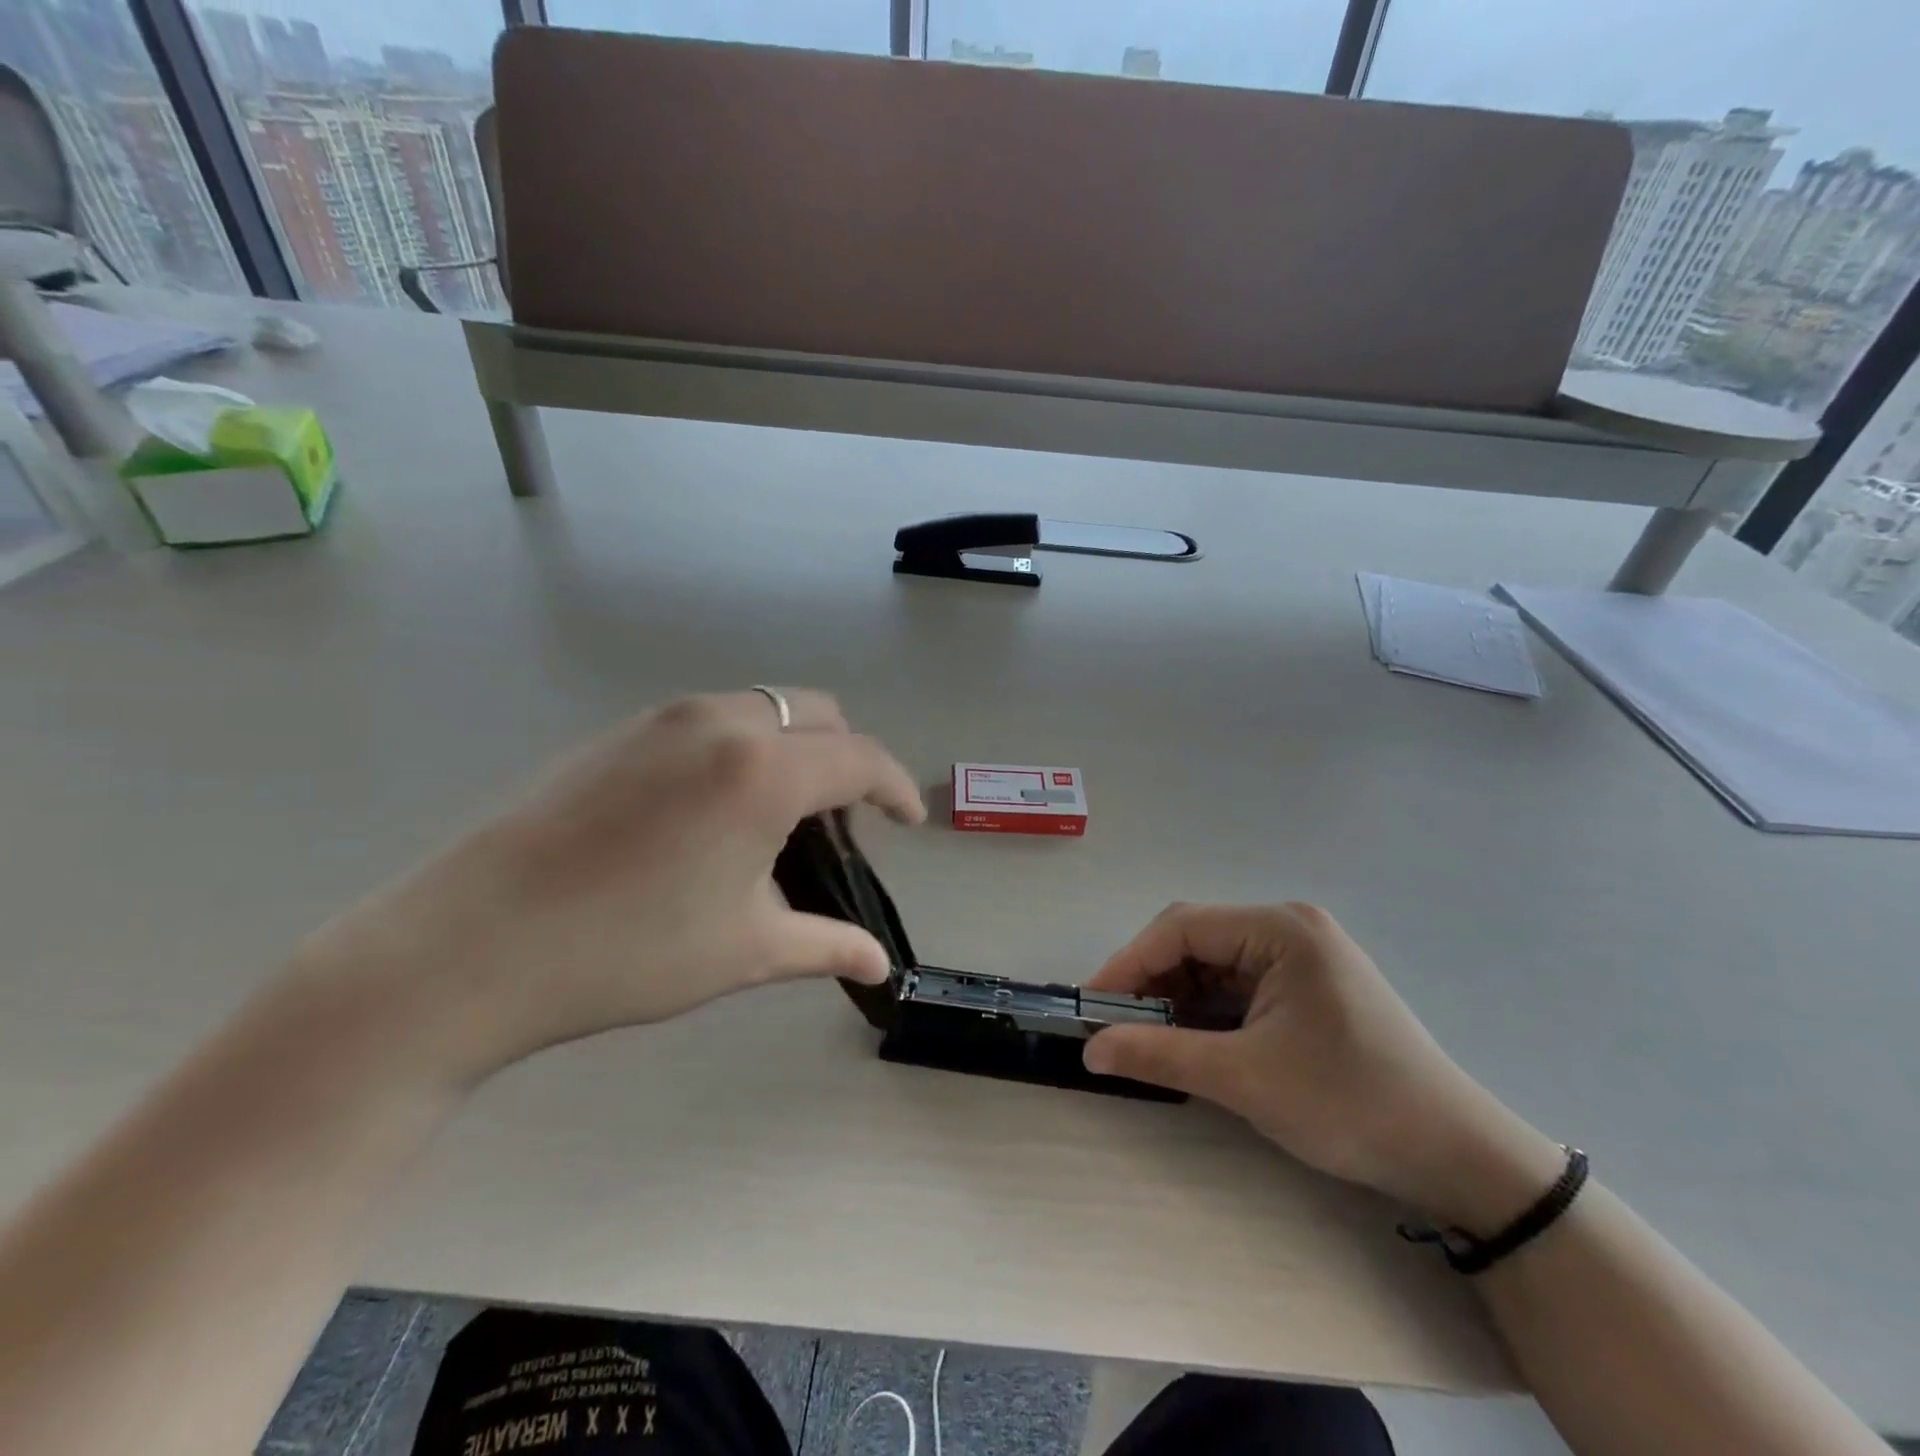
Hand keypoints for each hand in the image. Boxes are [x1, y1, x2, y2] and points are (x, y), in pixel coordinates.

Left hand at [293, 689, 924, 1084]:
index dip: (896, 787)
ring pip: (763, 709)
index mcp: (763, 770)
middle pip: (817, 714)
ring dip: (793, 748)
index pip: (859, 758)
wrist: (469, 946)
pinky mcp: (621, 731)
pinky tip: (716, 809)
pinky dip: (743, 747)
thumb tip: (879, 965)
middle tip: (842, 822)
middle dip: (846, 759)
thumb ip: (826, 946)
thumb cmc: (628, 952)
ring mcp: (664, 719)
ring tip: (779, 815)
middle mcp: (721, 723)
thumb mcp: (745, 951)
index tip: (909, 821)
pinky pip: (712, 720)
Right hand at [1082, 903, 1563, 1233]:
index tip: (1092, 1006)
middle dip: (1153, 983)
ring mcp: (1302, 956)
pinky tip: (1193, 1041)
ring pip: (1215, 965)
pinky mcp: (1308, 986)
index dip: (1129, 963)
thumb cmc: (1350, 1104)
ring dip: (1178, 999)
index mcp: (1281, 929)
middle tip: (1116, 1028)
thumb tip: (1090, 1050)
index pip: (1182, 928)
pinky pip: (1239, 985)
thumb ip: (1160, 1055)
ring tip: (1149, 1040)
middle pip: (1197, 942)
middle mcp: (1290, 928)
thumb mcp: (1245, 1079)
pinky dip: (1208, 1010)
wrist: (1456, 1157)